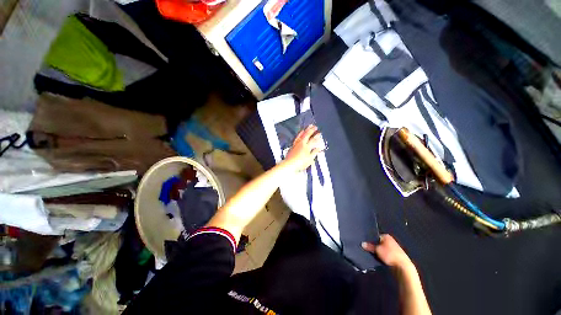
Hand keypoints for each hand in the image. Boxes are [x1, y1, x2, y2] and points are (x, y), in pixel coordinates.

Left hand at [284, 125, 324, 171]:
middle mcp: (301, 143)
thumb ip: (315, 152)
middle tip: (314, 126)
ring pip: (300, 135)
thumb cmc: (299, 163)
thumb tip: (318, 148)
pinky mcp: (292, 146)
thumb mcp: (310, 159)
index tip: (319, 133)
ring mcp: (296, 144)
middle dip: (311, 130)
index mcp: (307, 146)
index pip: (313, 139)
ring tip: (306, 128)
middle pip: (307, 134)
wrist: (290, 164)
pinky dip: (299, 135)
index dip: (317, 136)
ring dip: (304, 131)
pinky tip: (299, 135)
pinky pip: (296, 138)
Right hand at [362, 234, 413, 269]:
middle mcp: (390, 240)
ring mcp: (394, 248)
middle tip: (367, 250)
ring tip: (372, 255)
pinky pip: (386, 255)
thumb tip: (362, 243)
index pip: (375, 236)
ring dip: (378, 252)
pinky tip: (379, 259)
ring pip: (382, 249)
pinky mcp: (396, 256)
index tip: (365, 244)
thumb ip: (369, 246)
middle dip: (374, 246)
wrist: (403, 267)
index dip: (370, 240)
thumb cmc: (389, 254)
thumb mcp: (377, 249)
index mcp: (386, 236)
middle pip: (379, 243)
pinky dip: (382, 256)